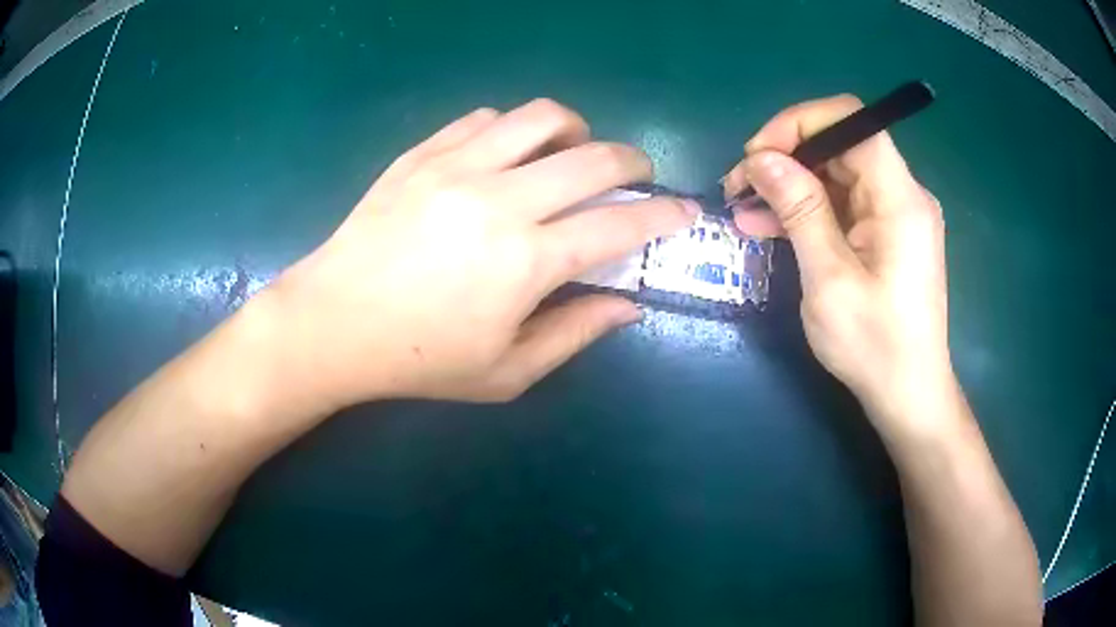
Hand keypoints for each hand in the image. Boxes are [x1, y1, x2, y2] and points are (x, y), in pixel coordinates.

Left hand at [254, 99, 695, 415]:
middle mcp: (500, 200)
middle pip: (595, 157)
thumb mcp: (507, 372)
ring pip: (542, 117)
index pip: (621, 224)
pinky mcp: (423, 154)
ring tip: (571, 153)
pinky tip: (508, 155)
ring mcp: (457, 167)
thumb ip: (576, 334)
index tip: (686, 210)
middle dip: (634, 161)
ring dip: (575, 131)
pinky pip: (485, 119)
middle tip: (636, 176)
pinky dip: (514, 130)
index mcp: (528, 261)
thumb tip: (629, 305)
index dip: (665, 215)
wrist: (333, 323)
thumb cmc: (419, 360)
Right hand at [723, 95, 952, 431]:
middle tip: (740, 186)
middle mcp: (903, 194)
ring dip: (791, 186)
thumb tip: (760, 158)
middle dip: (787, 156)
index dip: (799, 123)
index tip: (756, 155)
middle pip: (842, 145)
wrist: (908, 394)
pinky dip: (808, 210)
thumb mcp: (829, 279)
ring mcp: (897, 214)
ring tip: (745, 209)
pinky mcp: (888, 234)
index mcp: (900, 198)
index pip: (851, 121)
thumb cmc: (874, 345)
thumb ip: (799, 209)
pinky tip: (771, 226)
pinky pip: (844, 204)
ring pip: (838, 174)